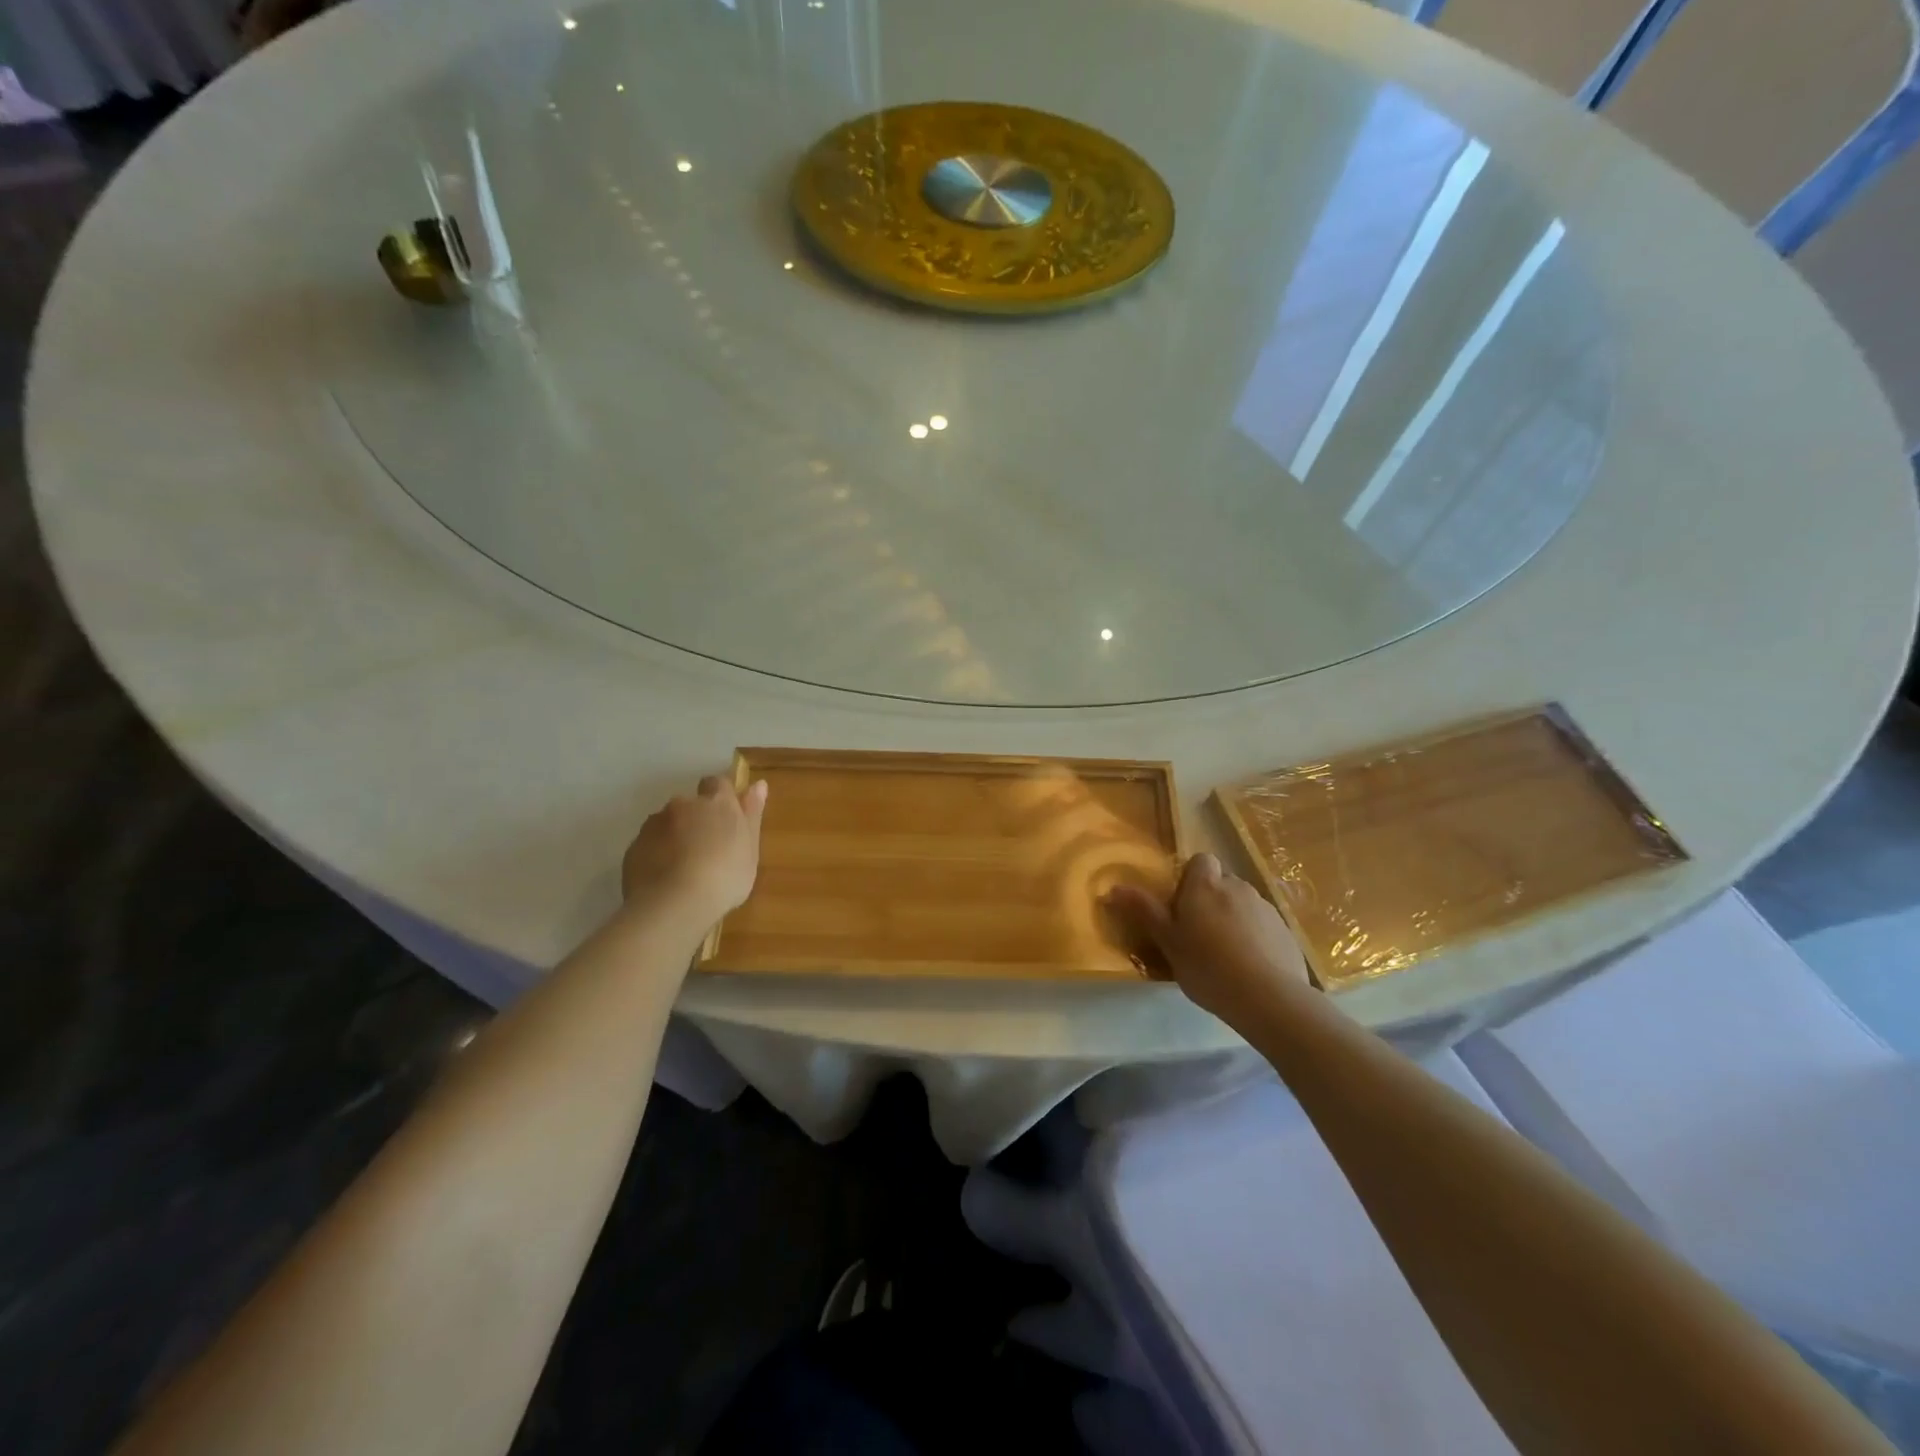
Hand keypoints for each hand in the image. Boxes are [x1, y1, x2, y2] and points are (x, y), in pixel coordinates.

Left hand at [621, 776, 767, 925]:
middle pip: (690, 805)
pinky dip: (656, 854)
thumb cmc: (725, 877)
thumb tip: (758, 784)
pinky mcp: (634, 846)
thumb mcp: (750, 849)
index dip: (721, 797)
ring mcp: (654, 824)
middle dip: (696, 819)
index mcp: (717, 803)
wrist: (673, 904)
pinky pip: (649, 844)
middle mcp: (683, 805)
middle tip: (706, 849)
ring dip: (674, 836)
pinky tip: (664, 879)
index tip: (726, 818)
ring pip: (667, 824)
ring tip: (683, 869)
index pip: (718, 783)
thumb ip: (752, 814)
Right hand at [1107, 853, 1312, 1024]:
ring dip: (1232, 919)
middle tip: (1197, 935)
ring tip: (1223, 956)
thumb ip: (1143, 911)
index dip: (1191, 878)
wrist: (1268, 997)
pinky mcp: (1285, 931)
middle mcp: (1237, 886)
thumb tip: (1112, 888)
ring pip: (1242, 905)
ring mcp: (1265, 908)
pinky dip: (1254, 938)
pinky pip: (1262, 926)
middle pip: (1221, 883)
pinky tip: (1248, 968)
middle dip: (1211, 900)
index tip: (1182, 906)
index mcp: (1206, 885)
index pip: (1201, 860)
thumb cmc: (1207, 965)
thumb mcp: (1167, 941)